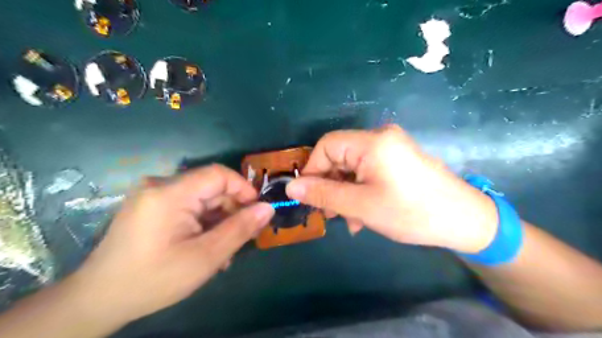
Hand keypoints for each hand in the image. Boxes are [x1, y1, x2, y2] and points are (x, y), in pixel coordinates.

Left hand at [70, 165, 272, 325]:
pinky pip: (188, 206)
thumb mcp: (205, 257)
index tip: (257, 211)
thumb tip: (268, 208)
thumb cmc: (154, 279)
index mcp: (170, 193)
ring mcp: (154, 195)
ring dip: (219, 220)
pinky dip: (203, 222)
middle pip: (210, 188)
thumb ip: (240, 229)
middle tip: (243, 237)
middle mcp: (160, 185)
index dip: (243, 189)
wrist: (98, 300)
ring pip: (202, 199)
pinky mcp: (152, 206)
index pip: (218, 174)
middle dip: (232, 210)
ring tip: (225, 250)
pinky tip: (207, 246)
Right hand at [286, 126, 498, 253]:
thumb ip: (323, 194)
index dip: (313, 170)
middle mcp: (380, 137)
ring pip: (353, 167)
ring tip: (349, 220)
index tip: (310, 196)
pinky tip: (363, 214)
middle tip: (330, 214)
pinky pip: (369, 171)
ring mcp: (391, 148)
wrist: (465, 221)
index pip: (327, 145)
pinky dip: (361, 190)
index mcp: (371, 142)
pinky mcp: (398, 160)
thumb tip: (292, 188)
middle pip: (340, 157)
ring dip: (346, 192)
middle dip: (331, 185)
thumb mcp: (361, 206)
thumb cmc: (410, 212)